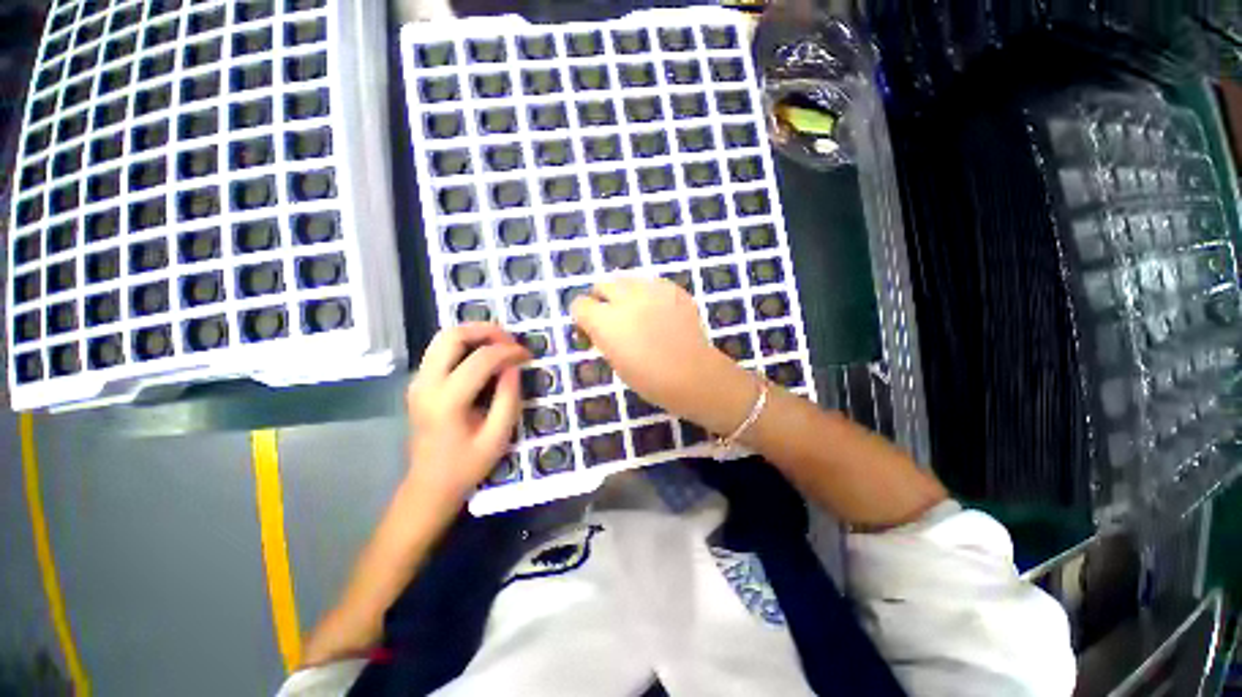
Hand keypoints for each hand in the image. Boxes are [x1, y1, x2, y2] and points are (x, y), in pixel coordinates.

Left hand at [405, 323, 529, 504]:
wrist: (429, 485)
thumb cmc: (467, 465)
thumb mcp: (498, 437)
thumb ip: (508, 398)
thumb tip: (514, 366)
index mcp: (447, 401)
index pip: (480, 360)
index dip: (508, 351)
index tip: (527, 355)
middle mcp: (425, 384)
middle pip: (451, 336)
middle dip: (486, 330)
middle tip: (511, 339)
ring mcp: (417, 381)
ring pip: (443, 338)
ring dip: (474, 334)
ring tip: (500, 343)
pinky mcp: (419, 383)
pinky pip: (440, 350)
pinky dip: (464, 344)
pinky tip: (483, 355)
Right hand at [570, 278, 754, 433]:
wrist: (692, 374)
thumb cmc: (649, 378)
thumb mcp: (614, 361)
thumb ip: (602, 337)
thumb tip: (600, 328)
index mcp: (605, 320)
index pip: (579, 304)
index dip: (583, 317)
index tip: (591, 331)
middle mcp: (625, 298)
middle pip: (602, 284)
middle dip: (602, 299)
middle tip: (613, 319)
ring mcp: (651, 289)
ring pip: (627, 279)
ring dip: (625, 293)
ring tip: (638, 313)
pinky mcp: (672, 289)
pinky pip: (652, 284)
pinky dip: (649, 295)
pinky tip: (659, 313)